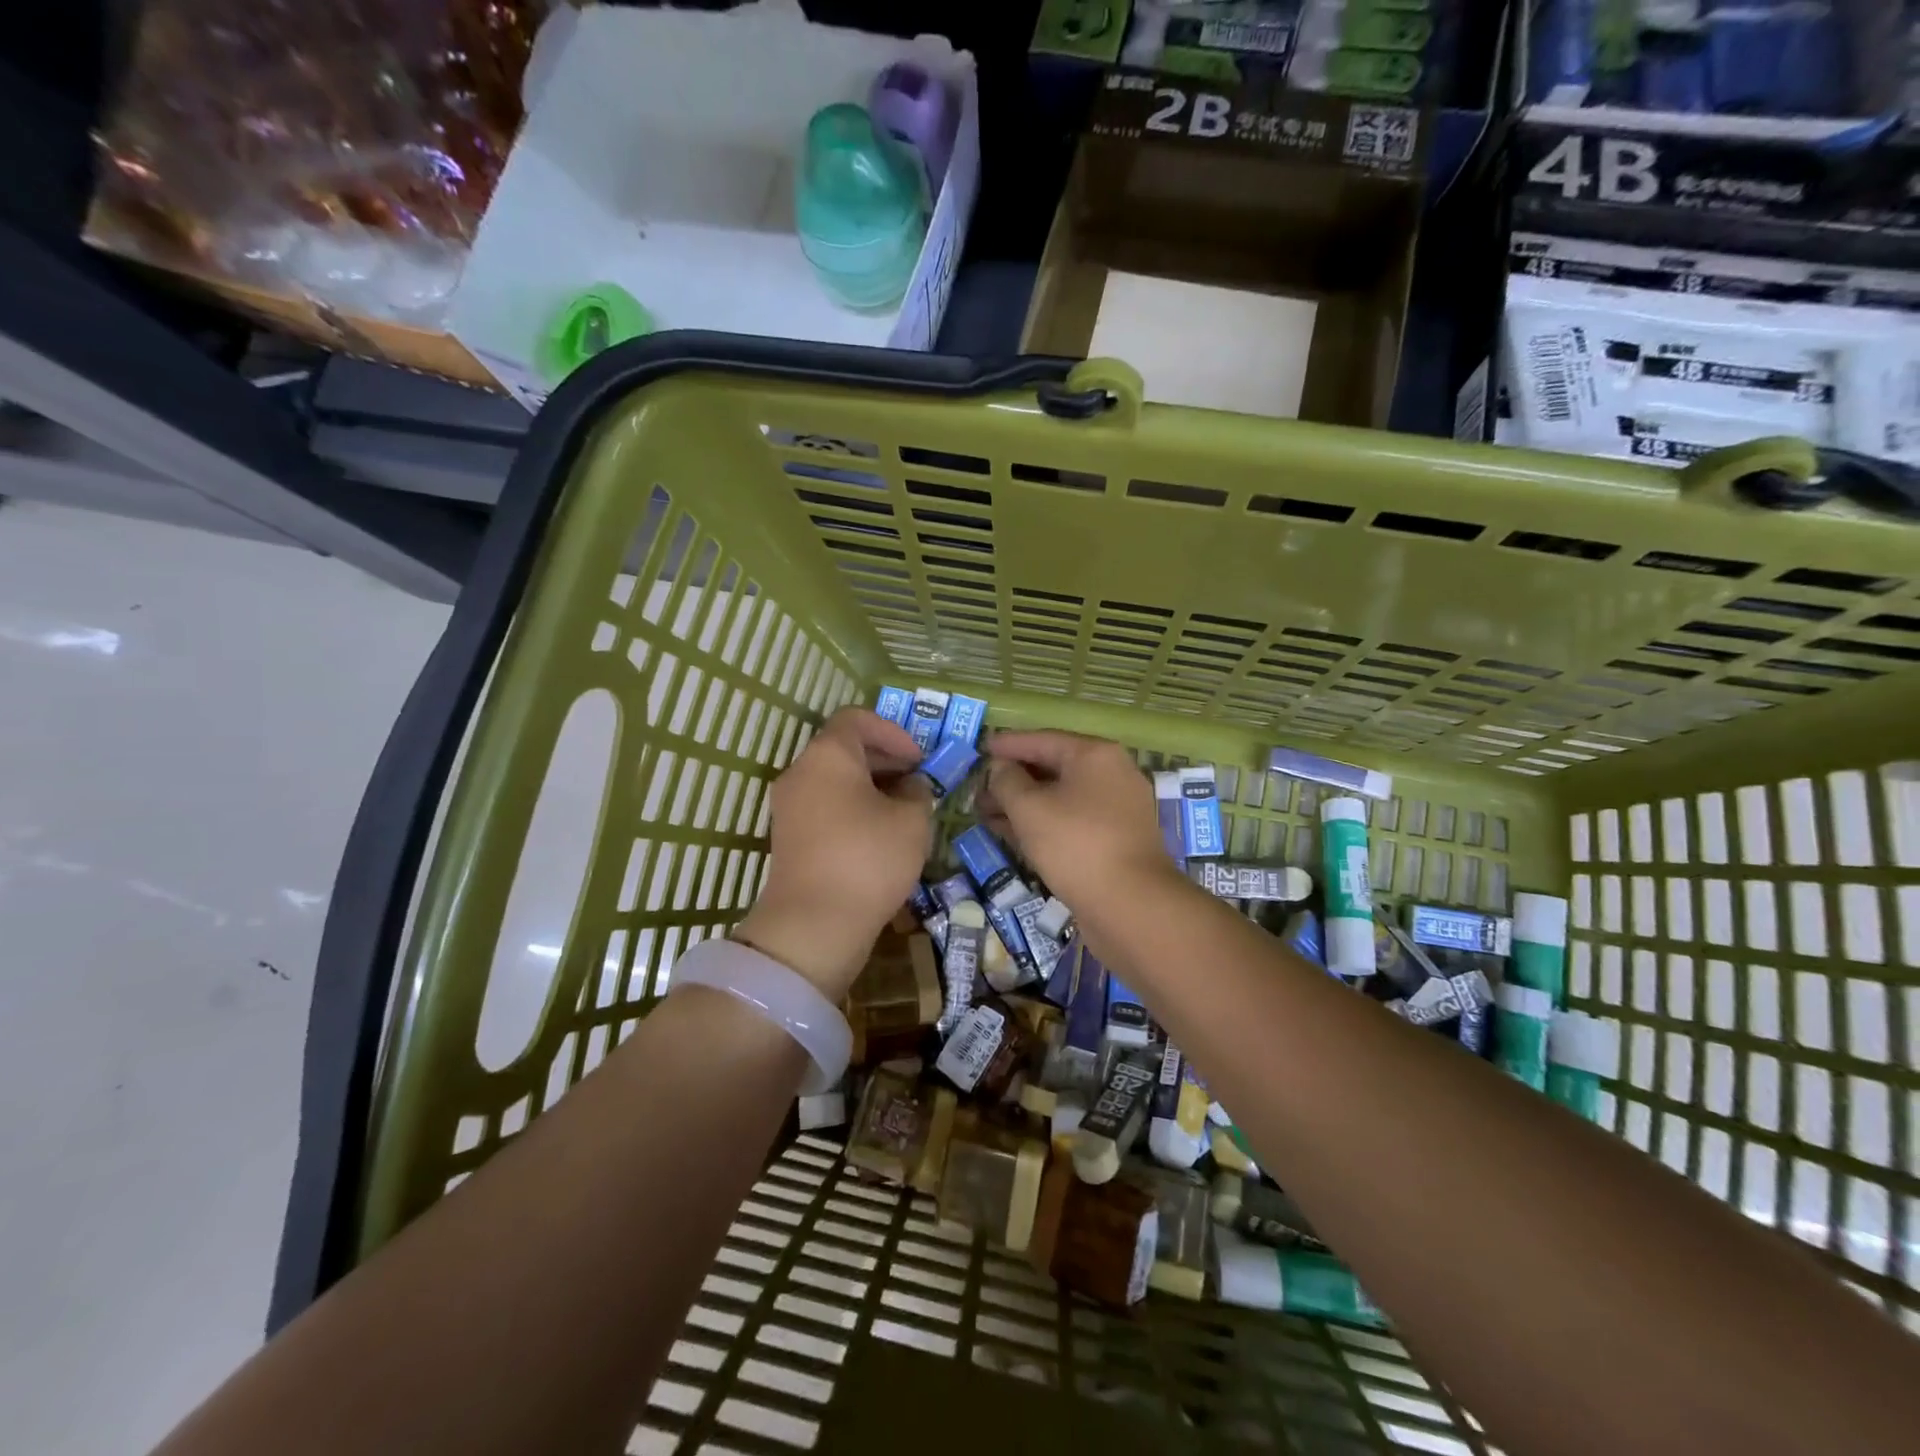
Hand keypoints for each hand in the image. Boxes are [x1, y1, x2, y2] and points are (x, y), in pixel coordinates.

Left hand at [734, 707, 932, 999]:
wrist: (814, 924)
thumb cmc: (868, 859)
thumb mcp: (912, 820)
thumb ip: (917, 792)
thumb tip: (909, 787)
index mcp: (828, 754)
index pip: (857, 719)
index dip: (893, 732)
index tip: (919, 759)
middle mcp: (801, 771)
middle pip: (843, 748)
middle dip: (885, 760)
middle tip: (918, 782)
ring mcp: (789, 805)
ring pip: (834, 779)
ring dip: (870, 786)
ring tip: (904, 810)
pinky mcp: (789, 836)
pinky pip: (825, 806)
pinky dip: (852, 809)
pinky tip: (880, 835)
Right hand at [978, 730, 1182, 916]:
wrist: (1131, 905)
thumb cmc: (1076, 844)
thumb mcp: (1029, 808)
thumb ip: (1007, 781)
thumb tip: (1001, 769)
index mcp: (1095, 755)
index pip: (1042, 740)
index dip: (1007, 744)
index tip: (980, 748)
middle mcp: (1111, 775)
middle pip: (1052, 768)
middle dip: (1012, 780)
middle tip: (978, 790)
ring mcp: (1116, 810)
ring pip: (1060, 798)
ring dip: (1022, 805)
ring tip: (986, 815)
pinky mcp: (1114, 841)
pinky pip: (1071, 821)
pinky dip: (1042, 824)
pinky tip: (1013, 835)